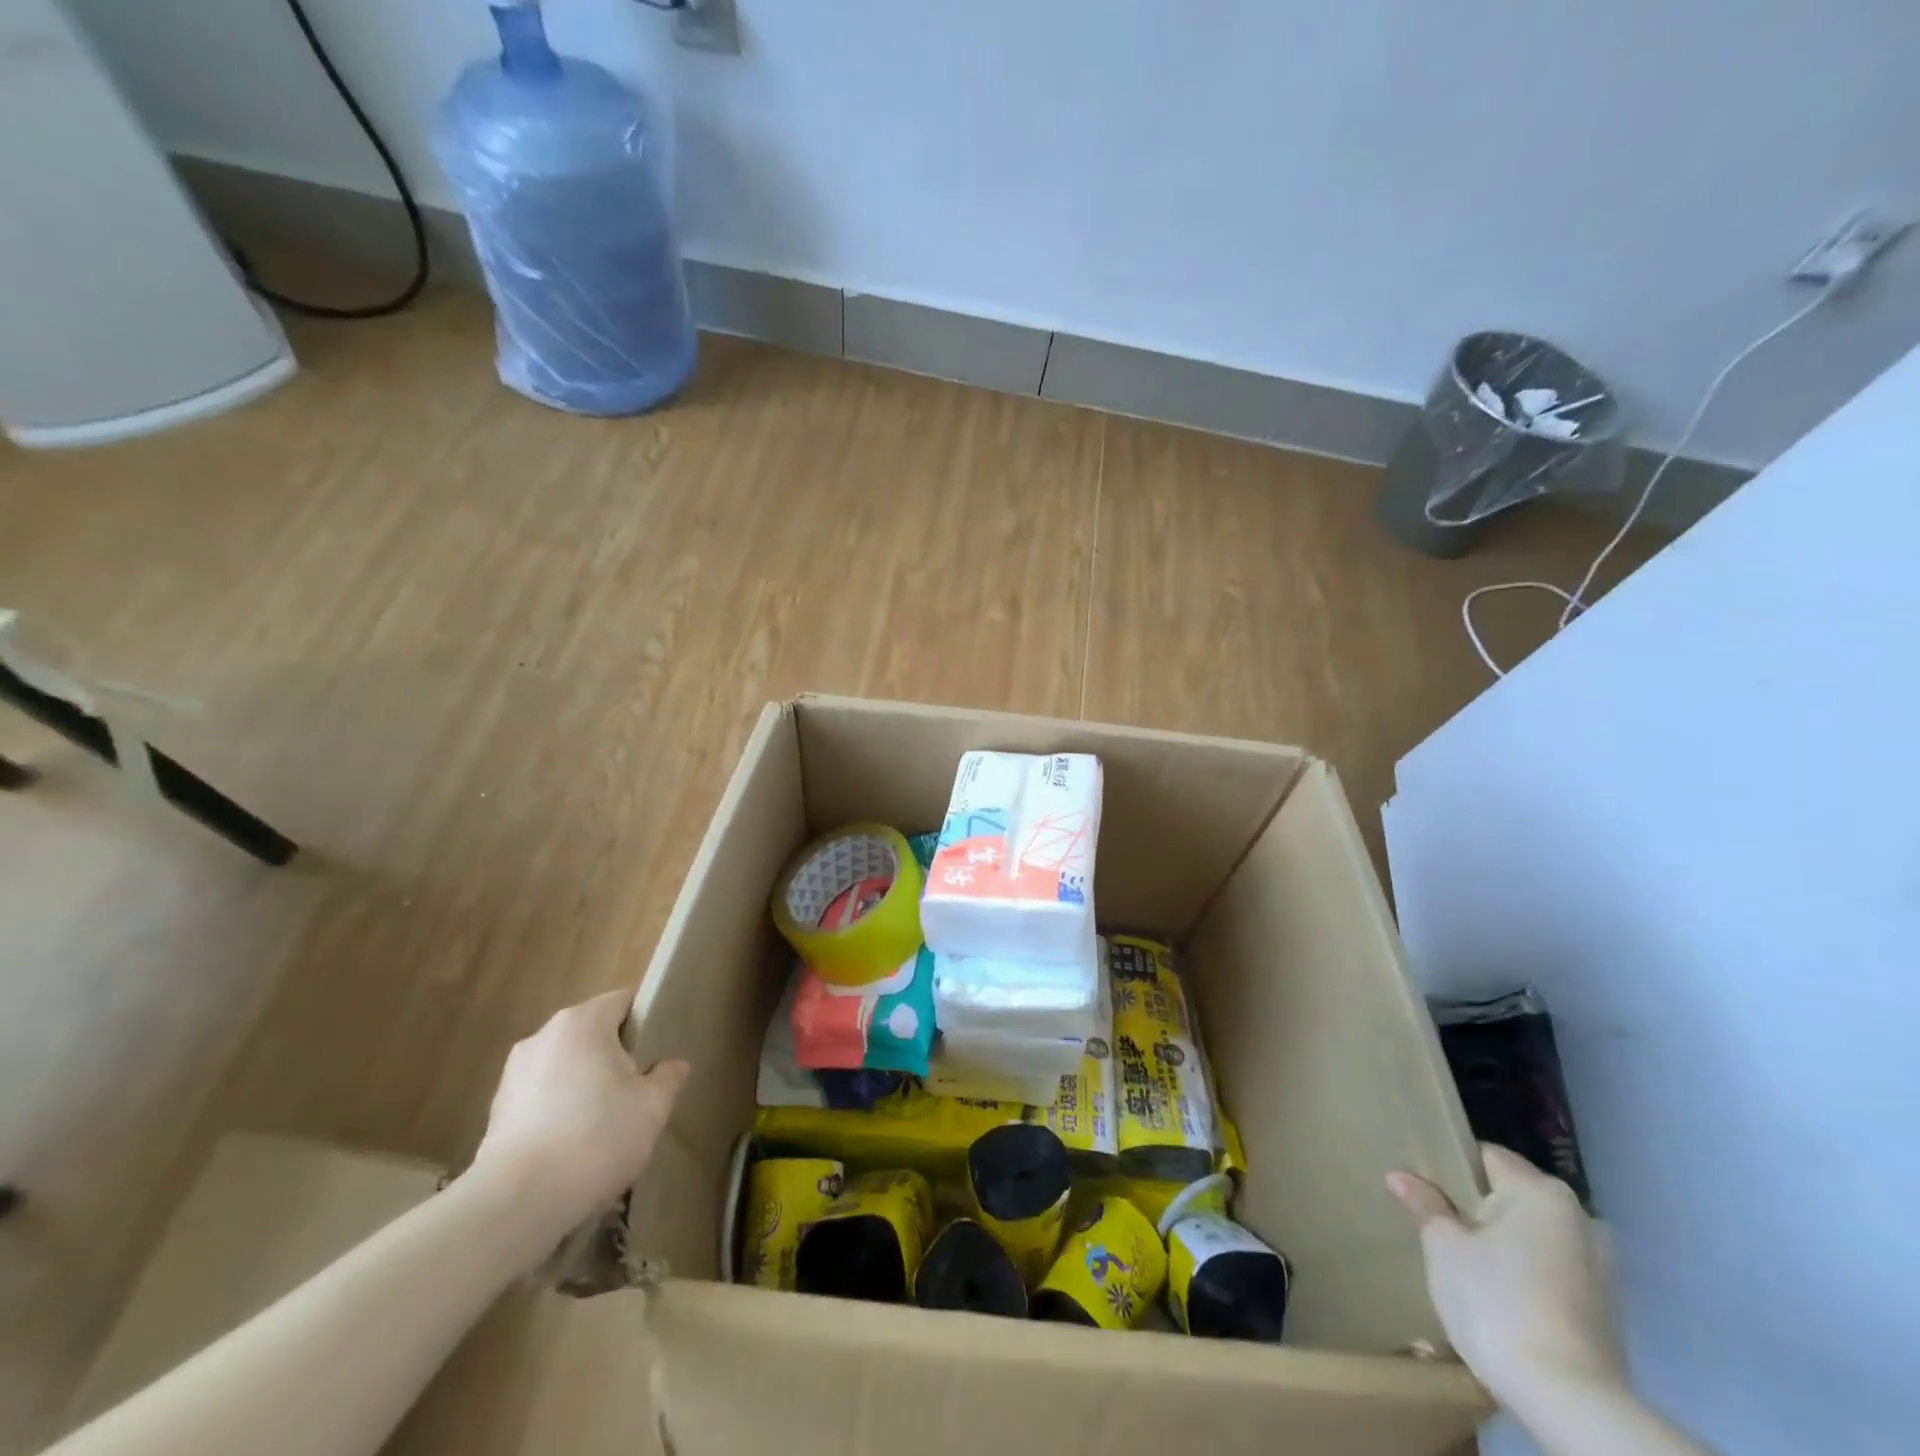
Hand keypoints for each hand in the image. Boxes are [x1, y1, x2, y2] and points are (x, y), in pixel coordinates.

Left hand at [471, 990, 689, 1244]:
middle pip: (591, 1034)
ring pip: (564, 1068)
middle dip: (614, 1056)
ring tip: (602, 1126)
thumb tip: (673, 1065)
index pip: (622, 1001)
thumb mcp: (652, 1107)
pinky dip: (558, 1113)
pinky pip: (540, 1099)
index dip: (645, 1020)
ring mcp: (512, 1075)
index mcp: (582, 1022)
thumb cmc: (596, 1138)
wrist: (516, 1205)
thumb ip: (668, 1078)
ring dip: (583, 1086)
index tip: (659, 1050)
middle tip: (636, 1091)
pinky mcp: (495, 1113)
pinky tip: (572, 1149)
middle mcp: (543, 1036)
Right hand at [1389, 1144, 1626, 1417]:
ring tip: (1472, 1268)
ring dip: (1507, 1245)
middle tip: (1442, 1230)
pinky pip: (1555, 1272)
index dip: (1452, 1168)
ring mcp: (1603, 1268)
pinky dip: (1529, 1276)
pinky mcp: (1609, 1311)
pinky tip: (1503, 1299)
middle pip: (1514, 1197)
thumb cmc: (1496, 1302)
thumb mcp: (1443, 1246)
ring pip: (1536, 1237)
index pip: (1487, 1156)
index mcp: (1541, 1192)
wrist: (1569, 1401)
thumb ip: (1425, 1205)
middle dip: (1480, 1209)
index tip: (1426, 1190)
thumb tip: (1401, 1176)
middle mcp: (1580, 1219)